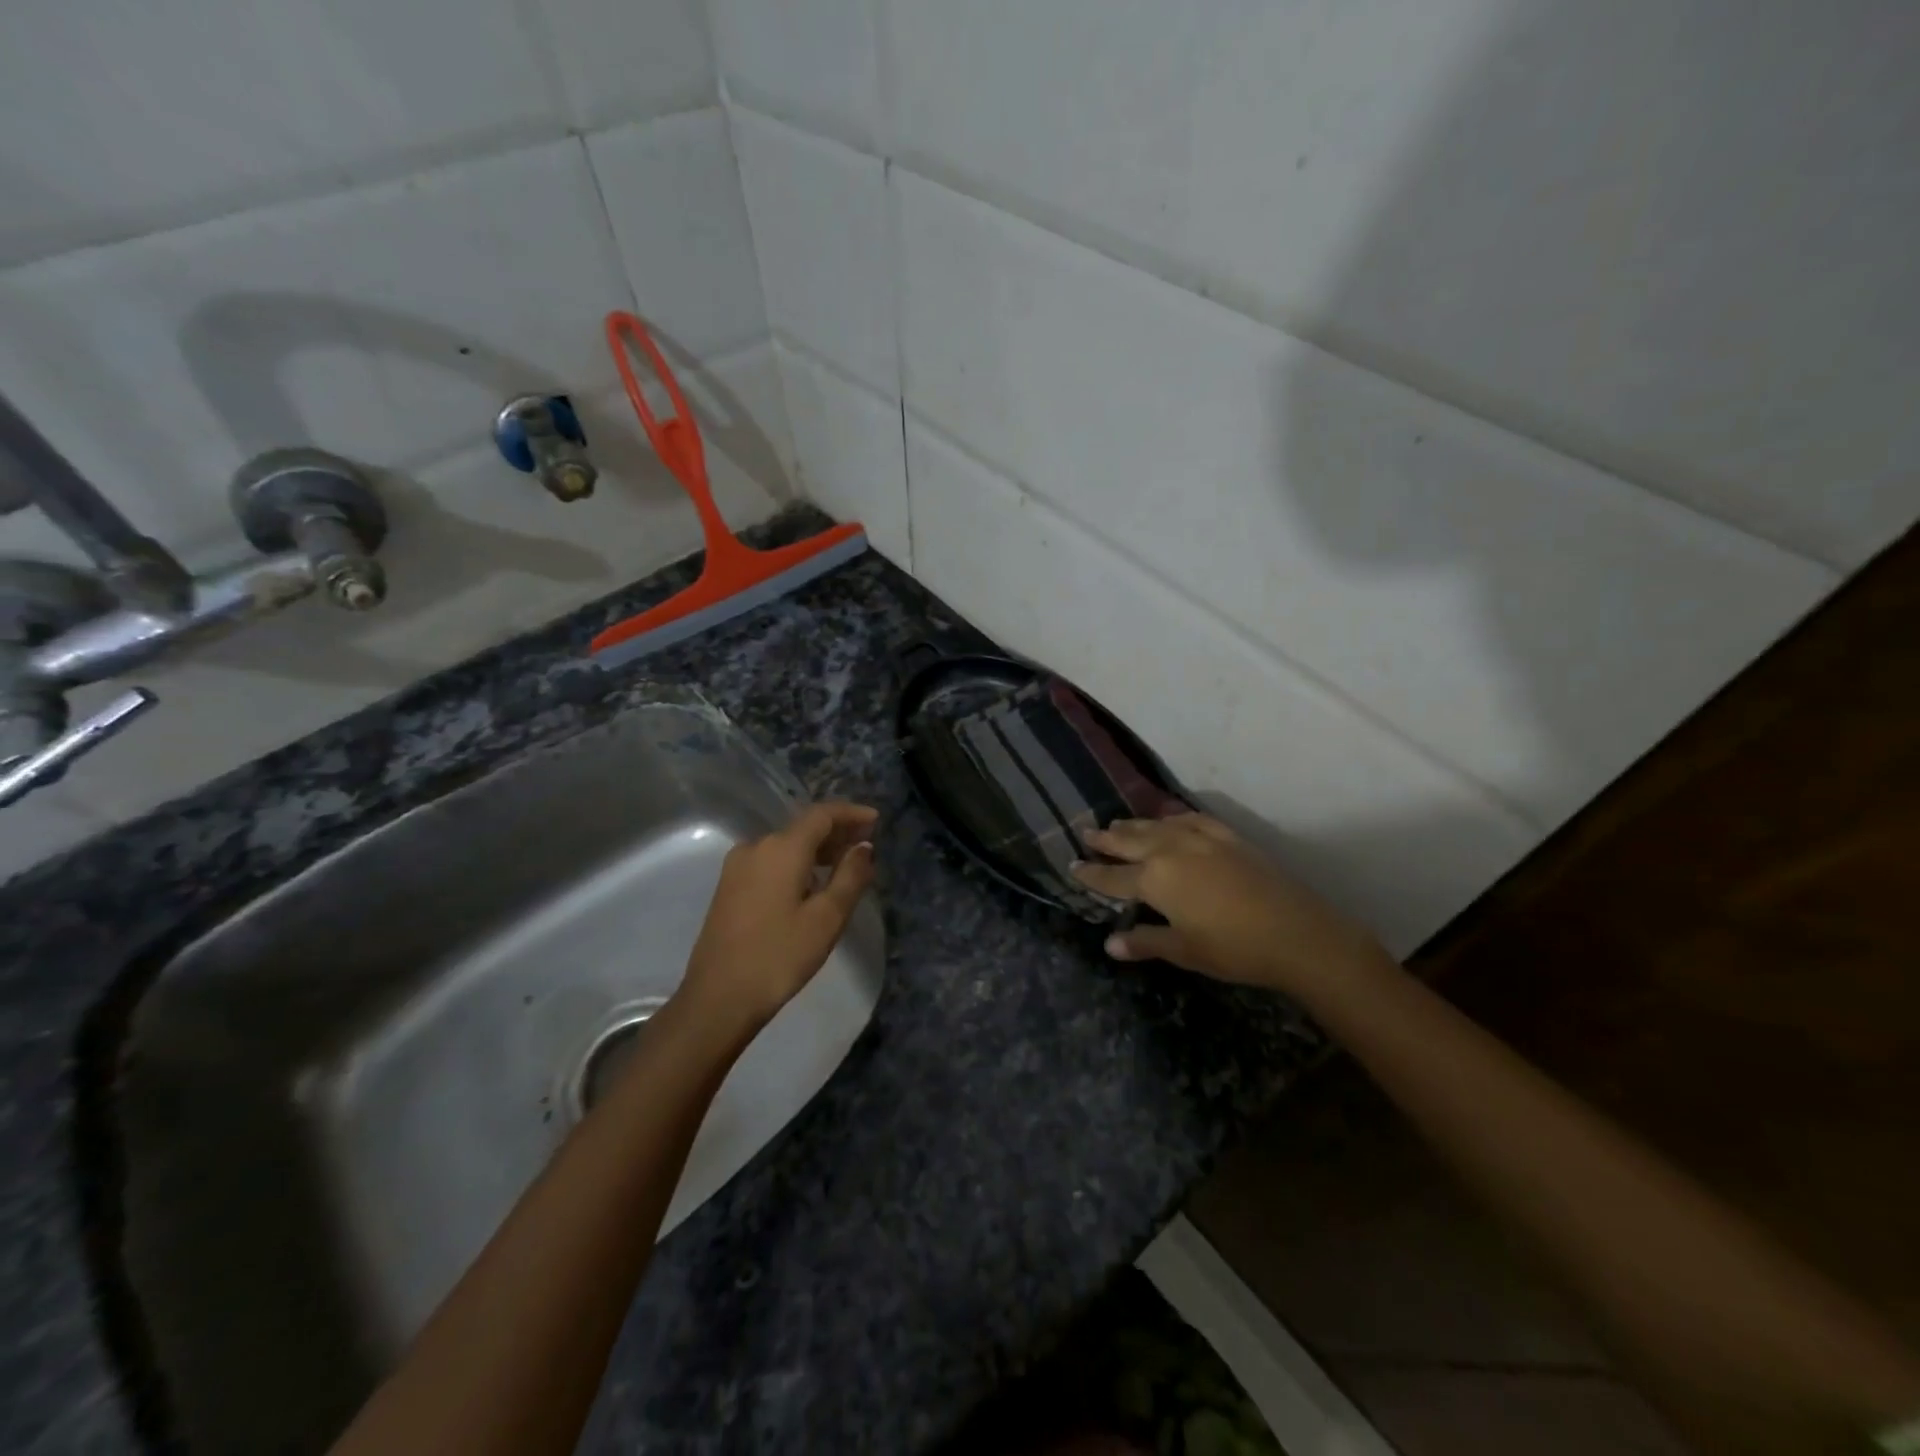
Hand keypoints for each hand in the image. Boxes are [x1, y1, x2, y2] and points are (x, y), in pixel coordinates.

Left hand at [679, 801, 877, 1030]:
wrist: (718, 998)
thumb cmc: (779, 956)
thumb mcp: (827, 918)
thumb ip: (850, 876)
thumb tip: (863, 847)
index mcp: (782, 848)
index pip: (822, 814)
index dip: (851, 813)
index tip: (876, 819)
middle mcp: (756, 847)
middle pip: (803, 828)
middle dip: (836, 832)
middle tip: (866, 844)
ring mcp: (737, 867)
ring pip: (786, 846)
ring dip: (816, 850)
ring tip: (844, 866)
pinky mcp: (729, 887)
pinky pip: (771, 862)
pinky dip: (796, 864)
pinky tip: (811, 885)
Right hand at [1071, 813, 1389, 997]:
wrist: (1297, 932)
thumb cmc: (1234, 948)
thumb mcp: (1184, 950)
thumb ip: (1145, 942)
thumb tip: (1110, 944)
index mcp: (1155, 879)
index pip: (1113, 878)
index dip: (1091, 874)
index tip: (1072, 866)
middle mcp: (1171, 851)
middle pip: (1130, 842)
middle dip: (1107, 840)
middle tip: (1086, 832)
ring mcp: (1201, 839)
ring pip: (1158, 827)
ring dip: (1135, 826)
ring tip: (1118, 823)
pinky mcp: (1227, 837)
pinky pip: (1191, 820)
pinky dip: (1174, 818)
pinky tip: (1171, 819)